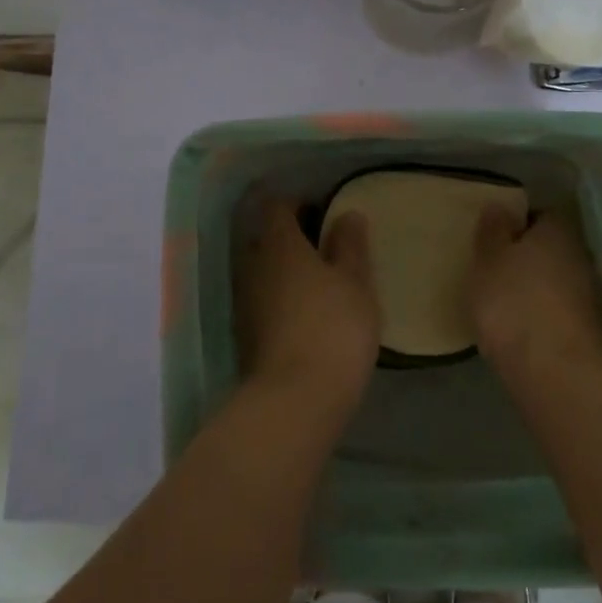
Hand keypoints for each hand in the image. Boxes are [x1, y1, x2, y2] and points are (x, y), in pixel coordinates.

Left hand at [235, 200, 379, 415]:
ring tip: (320, 280)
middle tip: (325, 245)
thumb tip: (347, 214)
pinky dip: (281, 298)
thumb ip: (350, 245)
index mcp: (279, 244)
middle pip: (267, 238)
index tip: (322, 209)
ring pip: (264, 271)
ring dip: (285, 270)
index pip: (277, 206)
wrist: (296, 399)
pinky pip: (264, 300)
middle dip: (291, 236)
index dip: (298, 202)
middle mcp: (254, 265)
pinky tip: (307, 312)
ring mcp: (246, 302)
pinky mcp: (246, 334)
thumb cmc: (333, 327)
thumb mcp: (355, 282)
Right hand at [466, 208, 601, 384]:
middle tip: (498, 269)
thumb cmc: (513, 303)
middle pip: (552, 247)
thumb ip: (493, 230)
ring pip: (559, 279)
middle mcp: (582, 254)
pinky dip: (547, 313)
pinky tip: (526, 326)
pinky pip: (562, 309)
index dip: (517, 225)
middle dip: (529, 256)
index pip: (539, 215)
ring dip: (539, 286)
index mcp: (558, 229)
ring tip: (507, 301)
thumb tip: (500, 205)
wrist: (555, 373)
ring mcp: (592, 293)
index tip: (495, 239)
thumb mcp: (488, 260)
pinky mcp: (593, 329)